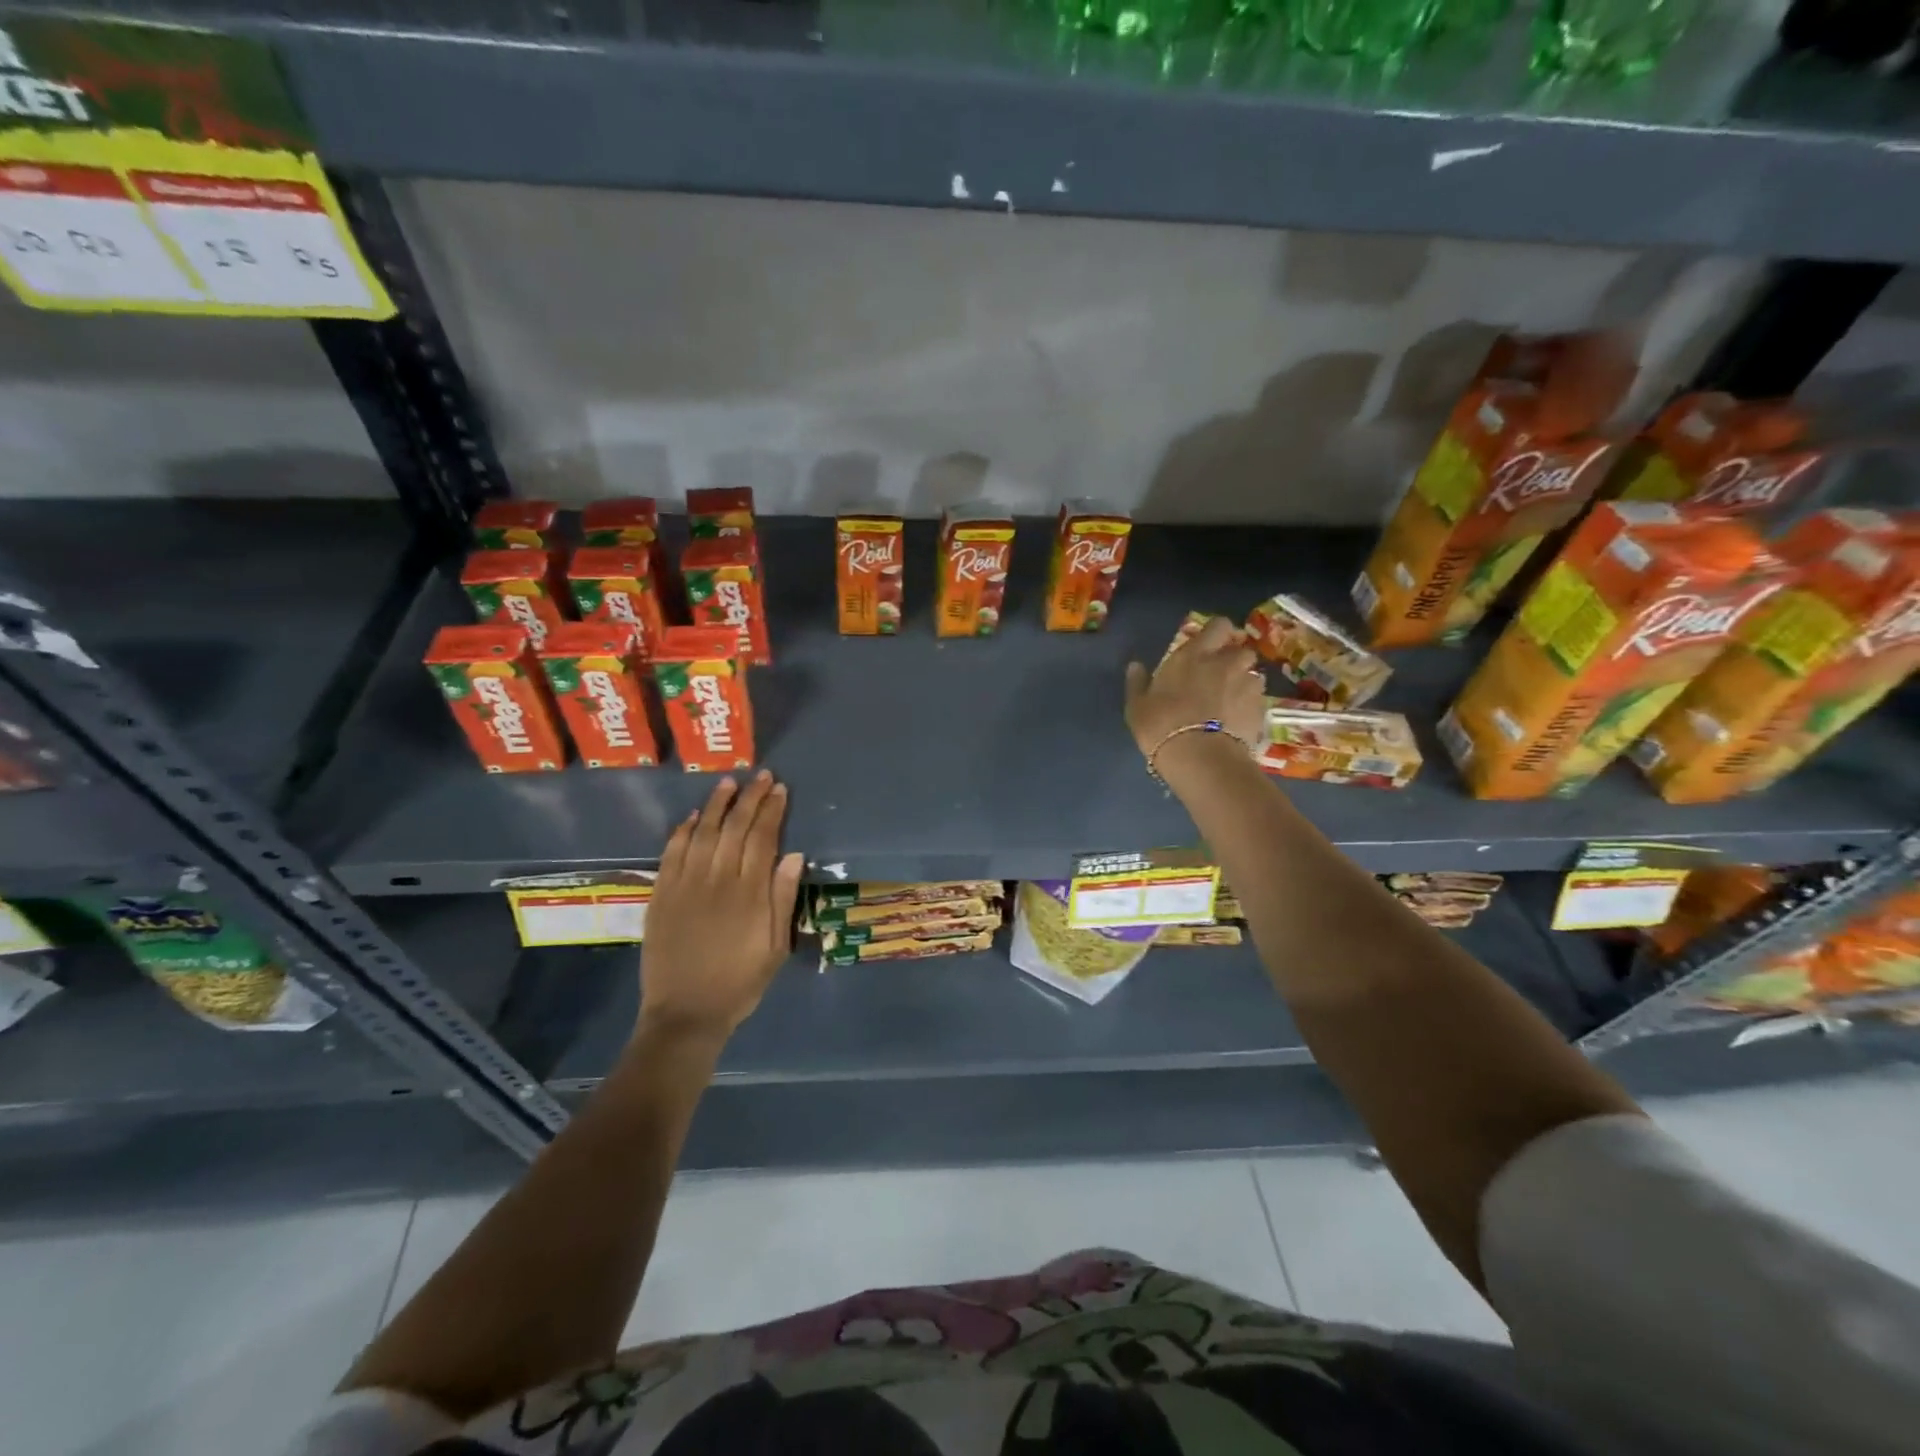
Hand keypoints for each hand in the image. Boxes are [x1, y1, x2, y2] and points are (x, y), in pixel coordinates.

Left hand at [638, 771, 804, 1044]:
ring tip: (729, 783)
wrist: (685, 1013)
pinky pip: (672, 853)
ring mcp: (686, 885)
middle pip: (735, 828)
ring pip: (704, 833)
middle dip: (750, 798)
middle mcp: (717, 880)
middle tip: (761, 777)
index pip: (763, 838)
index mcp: (750, 893)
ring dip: (718, 805)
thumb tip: (793, 854)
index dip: (772, 810)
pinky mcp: (662, 894)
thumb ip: (783, 899)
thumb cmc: (740, 982)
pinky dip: (683, 831)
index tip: (780, 789)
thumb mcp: (775, 947)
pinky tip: (694, 816)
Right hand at [1124, 615, 1265, 758]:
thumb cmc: (1162, 725)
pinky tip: (1237, 723)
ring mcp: (1247, 685)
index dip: (1219, 633)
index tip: (1211, 645)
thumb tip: (1135, 665)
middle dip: (1234, 661)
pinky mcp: (1260, 709)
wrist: (1200, 757)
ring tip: (1230, 704)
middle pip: (1241, 650)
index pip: (1219, 626)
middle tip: (1220, 678)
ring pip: (1252, 676)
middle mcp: (1226, 663)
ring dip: (1243, 684)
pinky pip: (1257, 701)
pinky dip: (1249, 707)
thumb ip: (1138, 682)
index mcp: (1195, 655)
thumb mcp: (1137, 706)